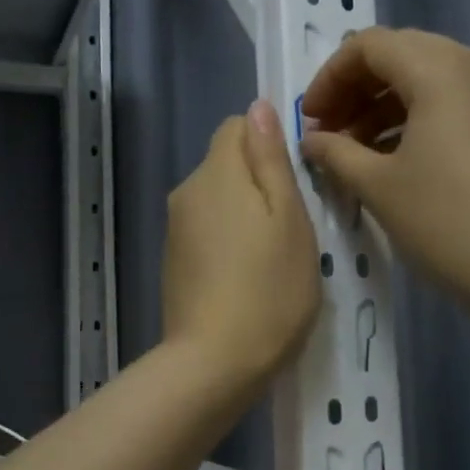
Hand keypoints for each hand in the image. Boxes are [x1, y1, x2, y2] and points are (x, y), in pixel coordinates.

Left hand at [162, 99, 320, 391]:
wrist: (214, 362)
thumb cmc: (269, 290)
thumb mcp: (290, 219)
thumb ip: (272, 159)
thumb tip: (259, 106)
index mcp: (217, 173)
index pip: (237, 126)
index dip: (270, 143)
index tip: (296, 181)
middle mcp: (186, 192)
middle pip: (226, 163)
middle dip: (259, 181)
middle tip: (294, 225)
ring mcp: (175, 229)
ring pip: (217, 199)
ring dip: (245, 213)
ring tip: (273, 256)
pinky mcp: (173, 261)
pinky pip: (206, 230)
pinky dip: (227, 240)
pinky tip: (246, 277)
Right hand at [299, 30, 469, 306]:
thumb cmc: (444, 222)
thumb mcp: (377, 185)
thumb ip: (335, 151)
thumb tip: (312, 140)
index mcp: (441, 69)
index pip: (370, 45)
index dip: (329, 77)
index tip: (309, 120)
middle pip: (400, 54)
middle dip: (355, 89)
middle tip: (327, 132)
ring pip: (426, 76)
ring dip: (381, 104)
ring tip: (353, 150)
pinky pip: (450, 98)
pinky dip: (413, 116)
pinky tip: (390, 155)